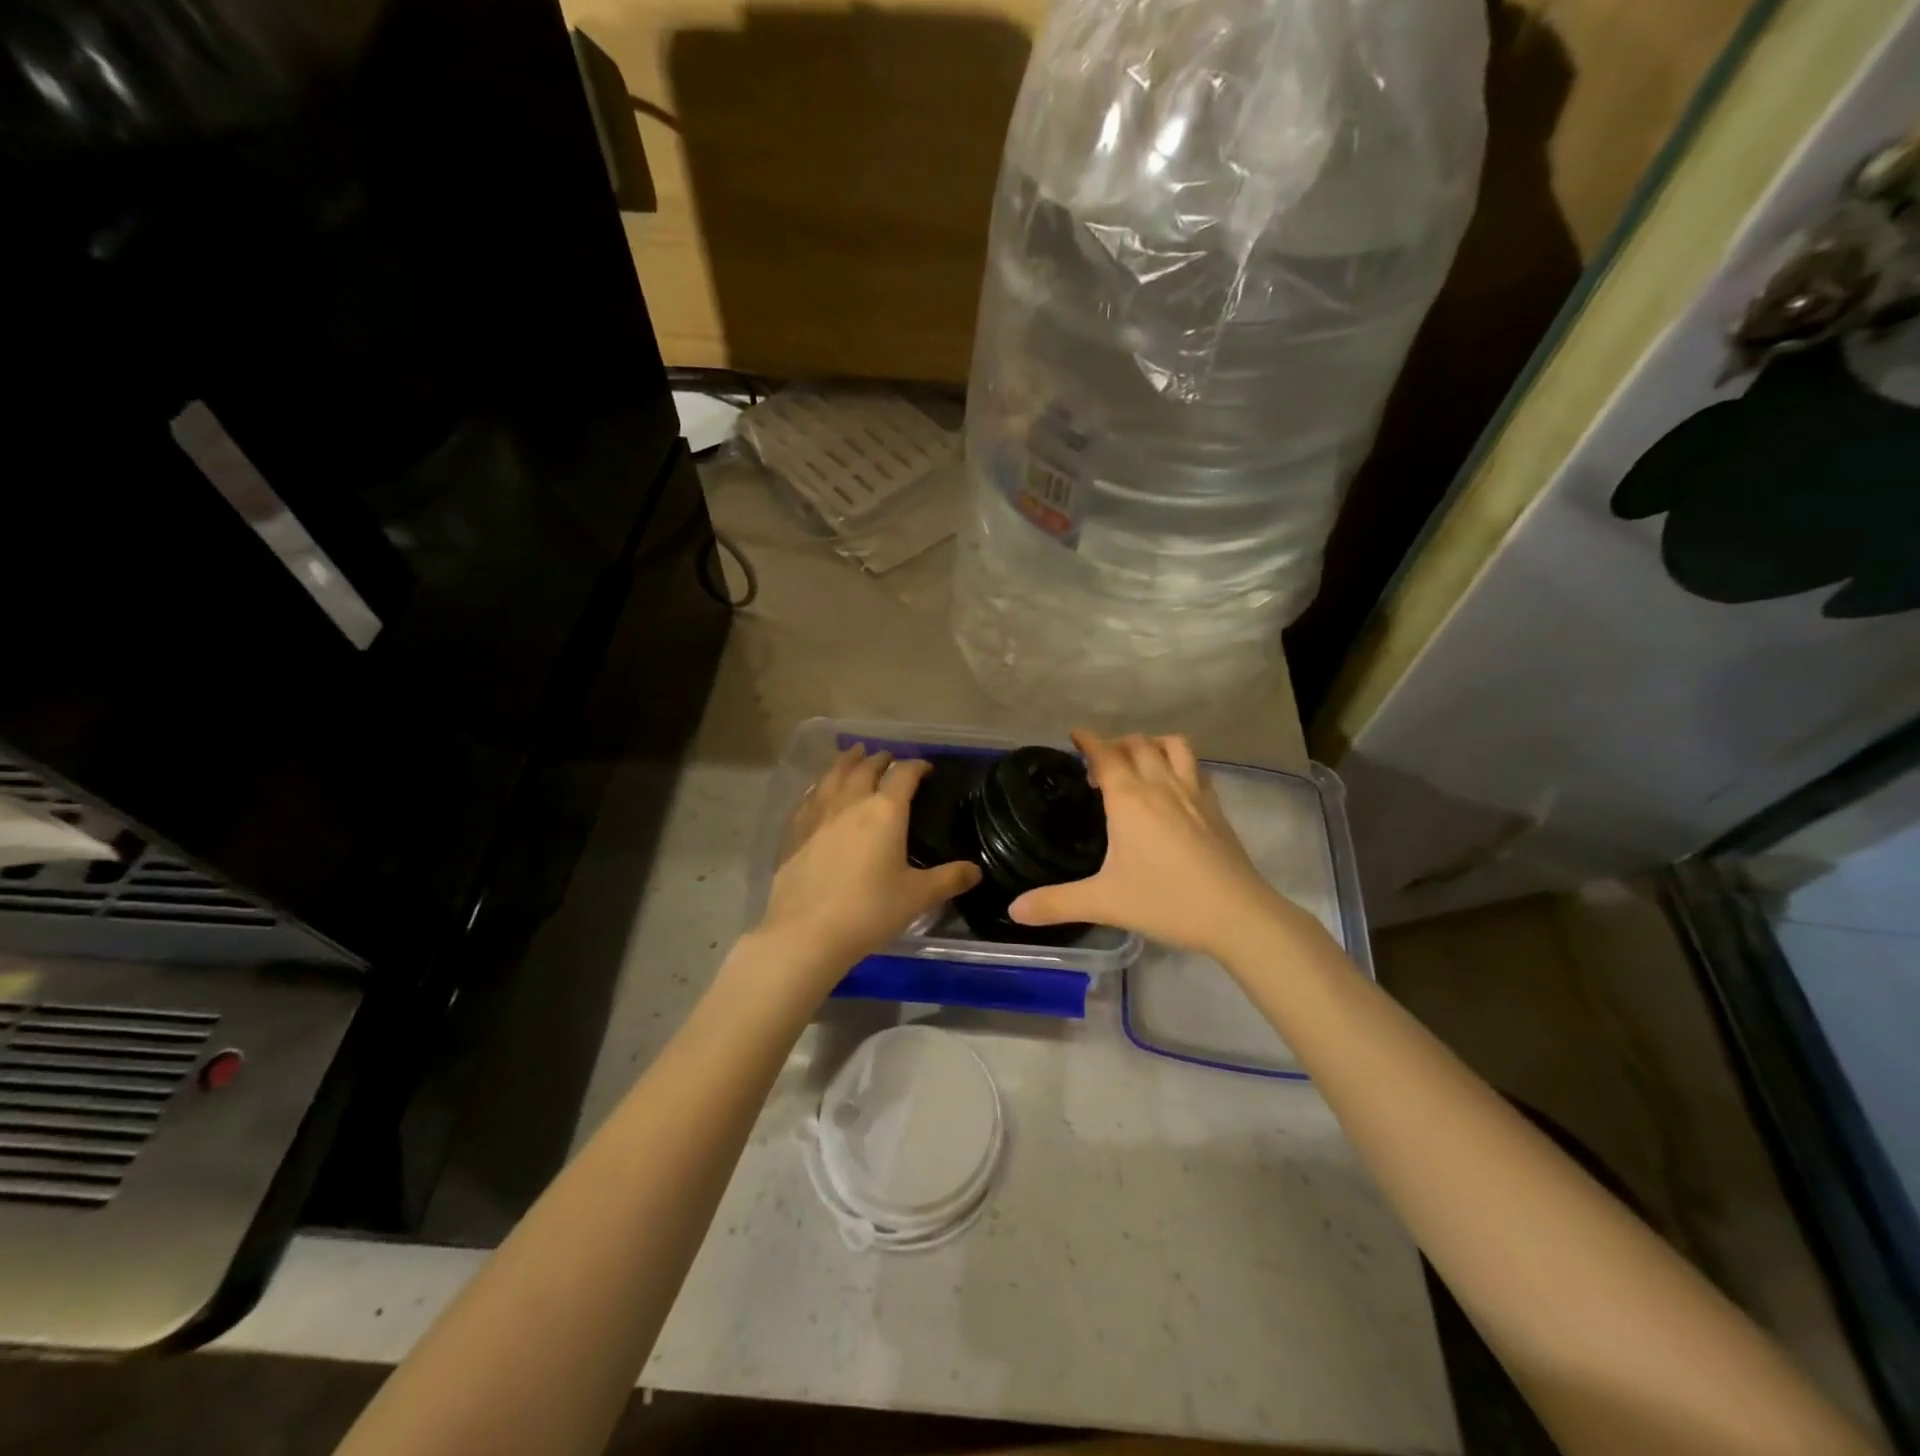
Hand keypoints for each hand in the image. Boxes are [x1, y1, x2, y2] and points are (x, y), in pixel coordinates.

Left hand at [756, 745, 980, 980]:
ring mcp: (818, 813)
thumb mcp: (917, 897)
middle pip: (866, 767)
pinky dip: (822, 784)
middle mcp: (851, 801)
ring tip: (855, 754)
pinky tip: (821, 790)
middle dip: (881, 759)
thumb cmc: (869, 910)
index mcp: (885, 811)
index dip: (917, 766)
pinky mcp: (794, 829)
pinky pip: (811, 795)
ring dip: (848, 761)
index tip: (926, 769)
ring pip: (834, 774)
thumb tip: (975, 870)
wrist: (806, 931)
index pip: (904, 774)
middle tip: (890, 759)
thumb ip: (949, 879)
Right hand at [1010, 731, 1296, 958]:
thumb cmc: (1165, 900)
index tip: (1075, 735)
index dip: (1088, 740)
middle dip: (1115, 743)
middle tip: (1099, 763)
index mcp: (1129, 799)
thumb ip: (1056, 903)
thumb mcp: (1104, 903)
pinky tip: (1175, 787)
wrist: (1237, 914)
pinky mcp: (1216, 808)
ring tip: (1138, 761)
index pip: (1105, 754)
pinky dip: (1180, 764)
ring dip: (1151, 744)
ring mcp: (1193, 793)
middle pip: (1137, 744)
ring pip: (1173, 746)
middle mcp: (1161, 785)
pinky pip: (1196, 769)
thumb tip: (1013, 910)